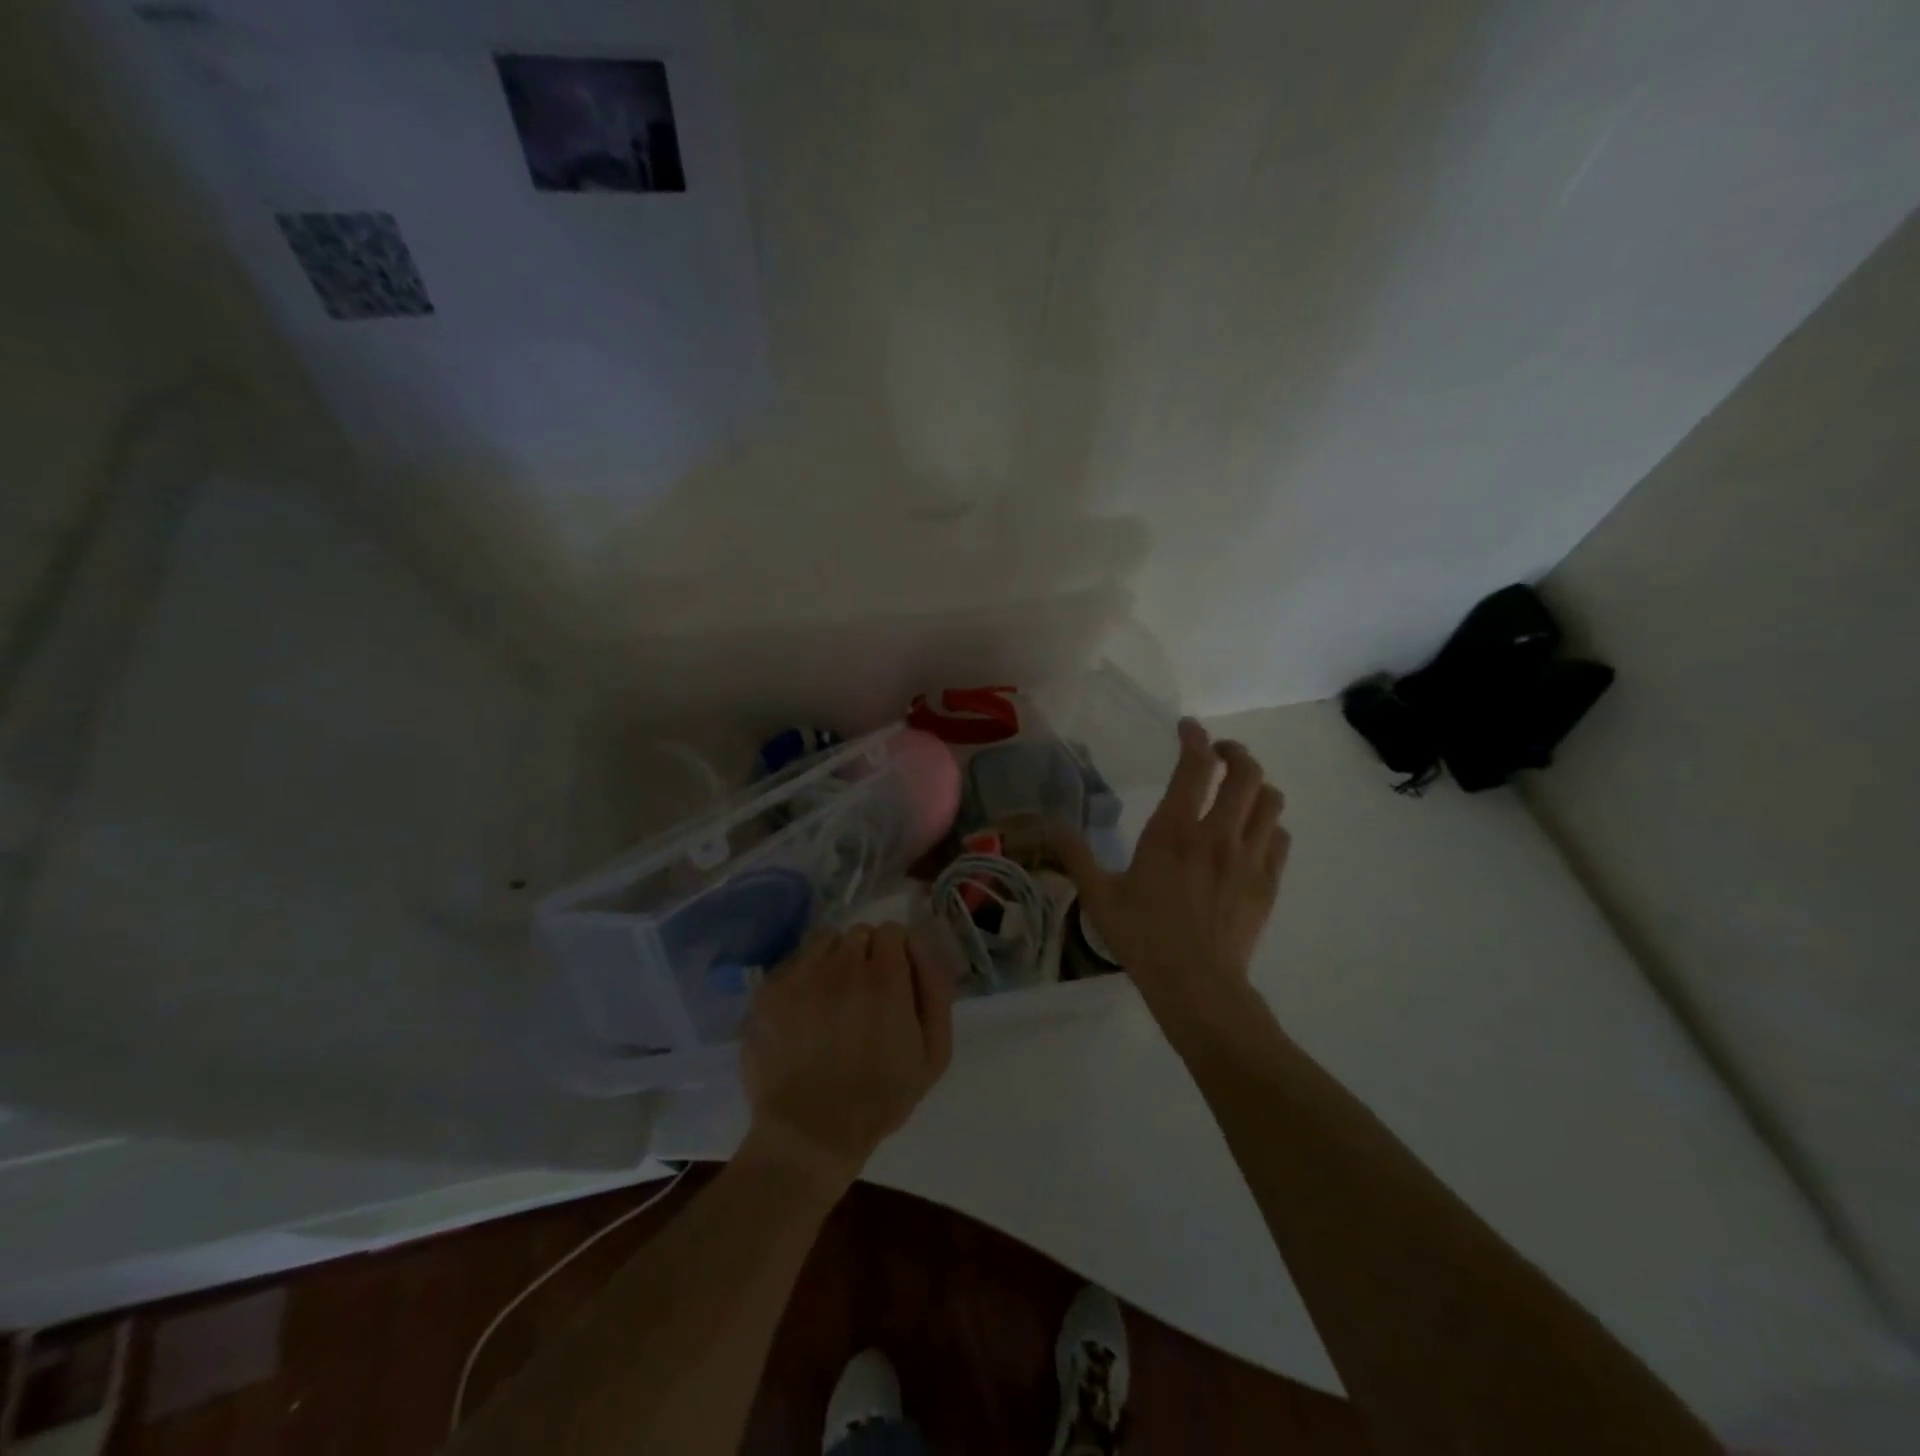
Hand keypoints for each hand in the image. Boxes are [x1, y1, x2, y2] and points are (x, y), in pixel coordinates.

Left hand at [741, 924, 954, 1188]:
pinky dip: (802, 978)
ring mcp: (799, 974)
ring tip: (832, 998)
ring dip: (833, 960)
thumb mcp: (933, 1054)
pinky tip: (803, 1011)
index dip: (897, 953)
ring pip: (823, 941)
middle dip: (866, 955)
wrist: (809, 1133)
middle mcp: (841, 964)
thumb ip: (935, 989)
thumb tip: (921, 946)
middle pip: (859, 933)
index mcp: (885, 977)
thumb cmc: (879, 1098)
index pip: (893, 931)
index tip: (894, 979)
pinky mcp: (768, 990)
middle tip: (864, 993)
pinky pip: (792, 963)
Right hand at [1053, 717, 1288, 1026]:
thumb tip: (1049, 826)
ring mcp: (1249, 858)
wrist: (1197, 986)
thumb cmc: (1144, 938)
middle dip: (1234, 753)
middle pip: (1245, 773)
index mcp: (1174, 831)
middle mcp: (1218, 834)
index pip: (1195, 766)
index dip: (1194, 738)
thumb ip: (1075, 855)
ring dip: (1256, 786)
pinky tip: (1252, 834)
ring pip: (1270, 800)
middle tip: (1219, 754)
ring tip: (1240, 789)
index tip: (1188, 728)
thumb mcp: (1099, 896)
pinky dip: (1268, 825)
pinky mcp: (1268, 882)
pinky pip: (1279, 836)